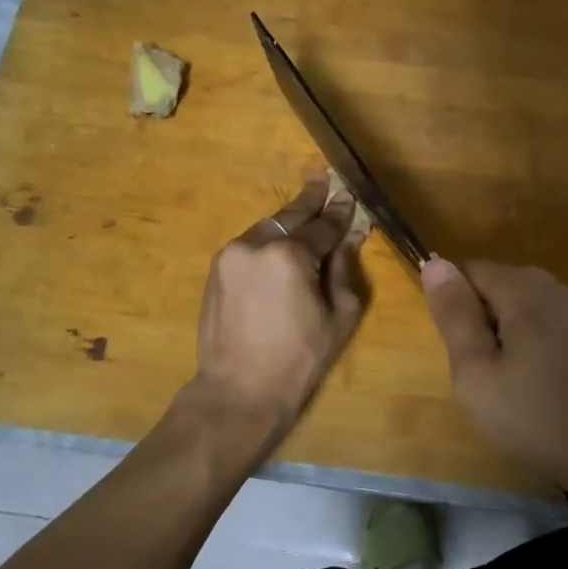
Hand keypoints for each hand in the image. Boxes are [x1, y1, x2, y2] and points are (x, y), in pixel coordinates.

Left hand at [190, 175, 368, 438]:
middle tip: (323, 177)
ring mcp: (230, 256)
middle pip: (290, 217)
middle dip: (310, 199)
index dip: (340, 213)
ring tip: (305, 207)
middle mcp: (256, 245)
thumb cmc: (299, 359)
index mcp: (290, 256)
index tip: (350, 196)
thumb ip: (344, 268)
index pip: (323, 227)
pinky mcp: (216, 270)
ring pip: (267, 228)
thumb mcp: (339, 316)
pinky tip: (281, 240)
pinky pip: (250, 245)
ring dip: (288, 221)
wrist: (238, 391)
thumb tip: (351, 235)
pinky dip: (268, 240)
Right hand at [420, 258, 567, 485]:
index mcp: (523, 288)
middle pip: (496, 289)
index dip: (453, 307)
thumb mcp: (477, 372)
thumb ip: (454, 315)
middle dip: (478, 325)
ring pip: (518, 313)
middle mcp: (553, 288)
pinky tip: (536, 393)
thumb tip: (434, 262)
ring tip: (507, 390)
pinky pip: (543, 330)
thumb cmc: (537, 416)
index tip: (456, 352)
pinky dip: (528, 353)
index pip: (469, 270)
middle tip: (479, 377)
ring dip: (503, 343)